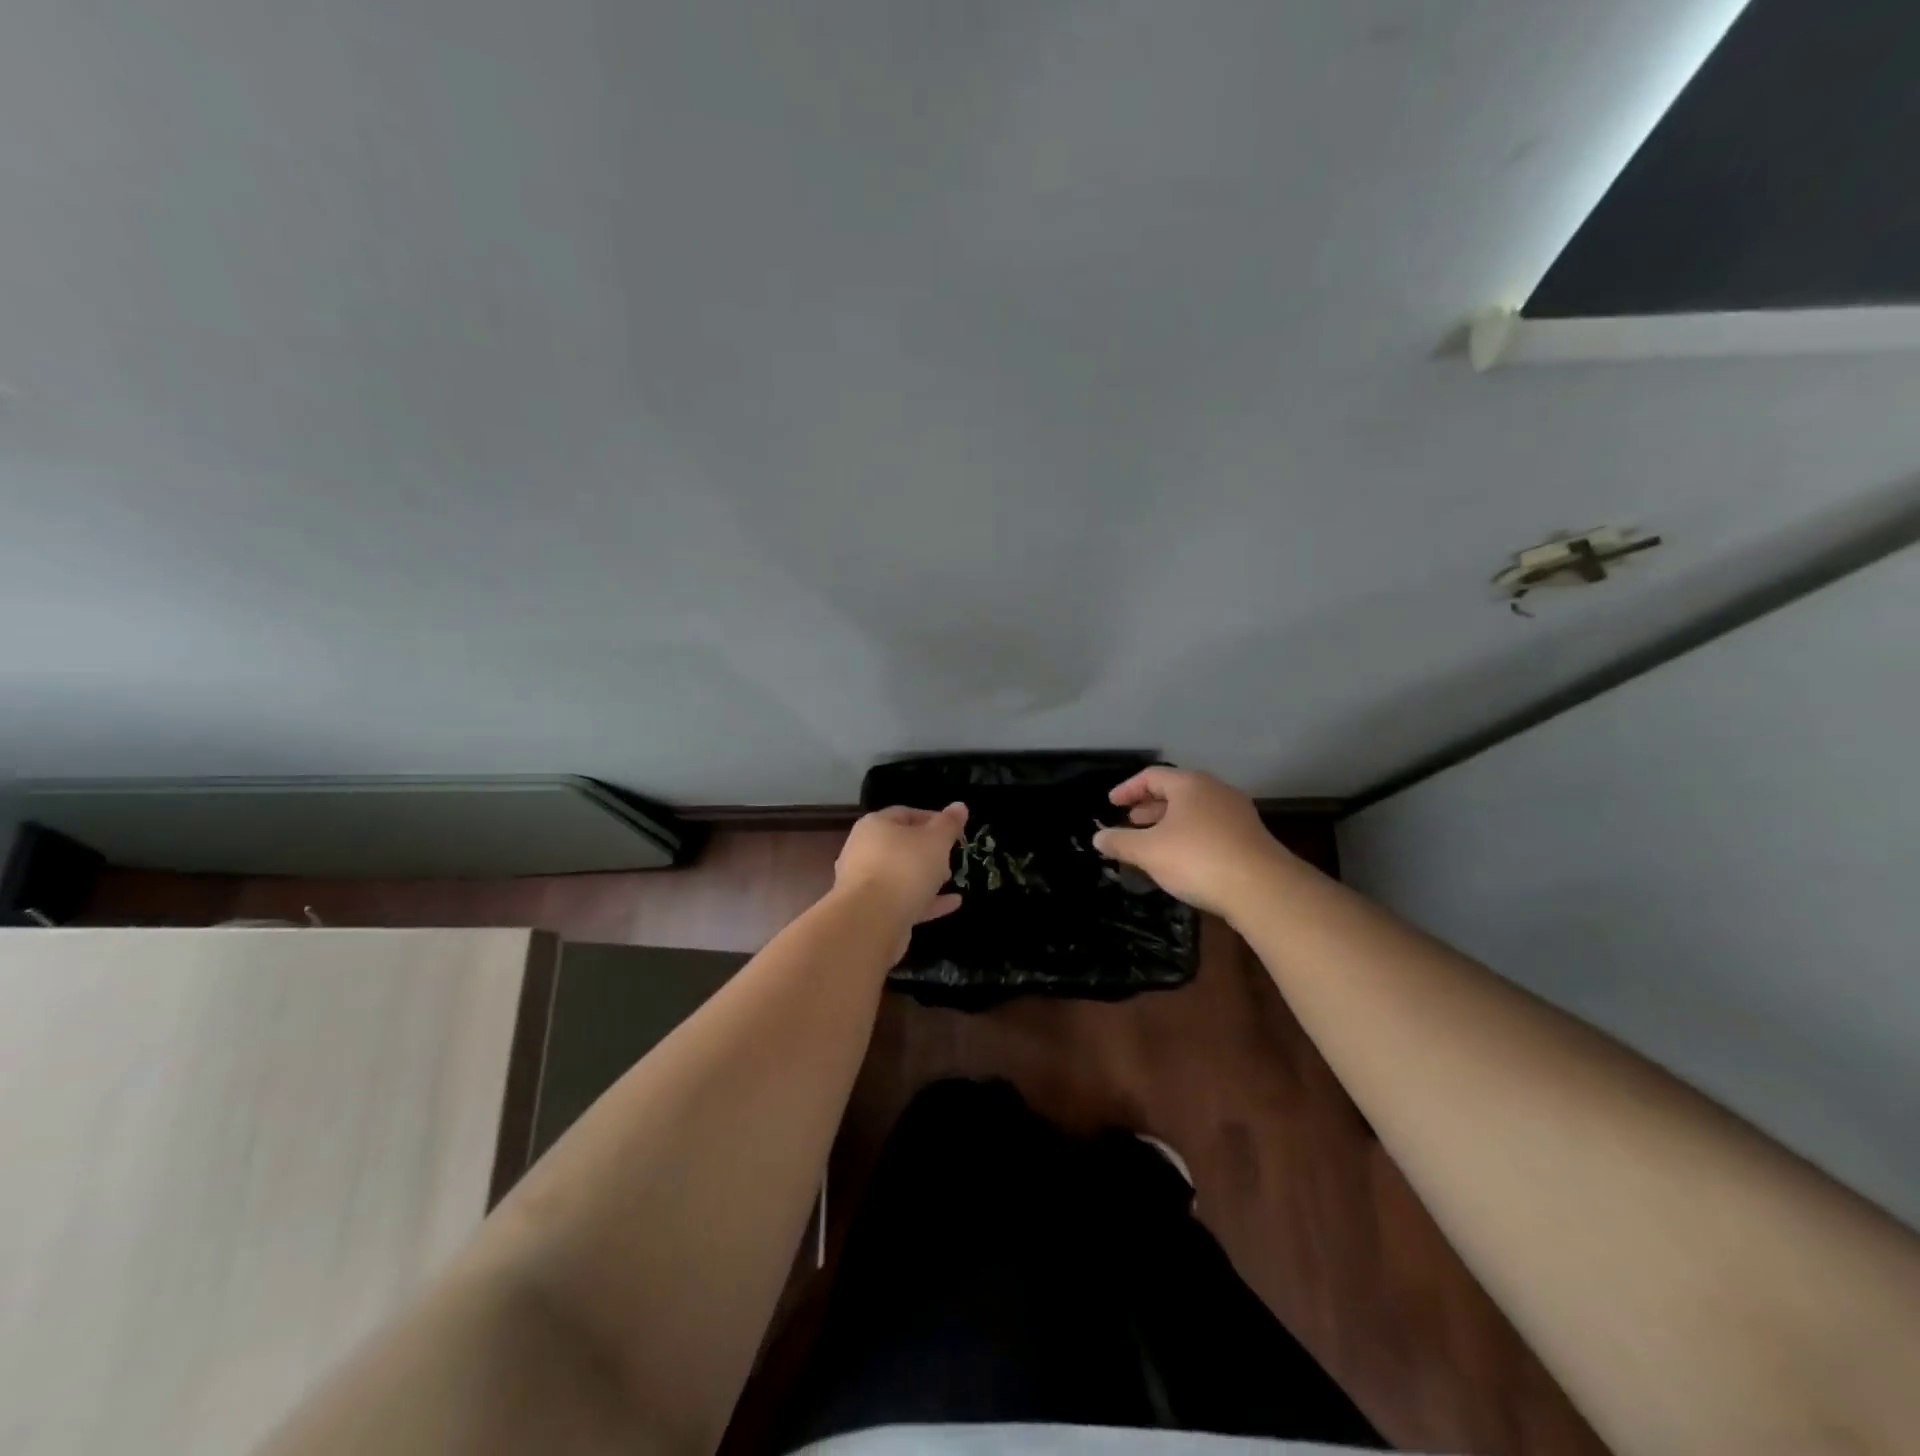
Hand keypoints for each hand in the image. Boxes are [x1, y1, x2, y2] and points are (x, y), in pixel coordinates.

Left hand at [833, 803, 968, 948]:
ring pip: (901, 874)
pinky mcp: (872, 910)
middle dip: (929, 851)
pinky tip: (953, 903)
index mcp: (875, 826)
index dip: (933, 819)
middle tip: (952, 856)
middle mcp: (864, 850)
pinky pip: (903, 900)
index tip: (955, 831)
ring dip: (926, 876)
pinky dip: (926, 900)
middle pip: (901, 845)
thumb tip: (960, 806)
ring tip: (951, 879)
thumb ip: (949, 824)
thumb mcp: (935, 841)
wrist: (871, 920)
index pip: (906, 814)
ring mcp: (865, 882)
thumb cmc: (905, 868)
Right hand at [1091, 767, 1289, 918]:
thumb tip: (1098, 838)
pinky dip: (1189, 834)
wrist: (1262, 889)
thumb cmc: (1197, 859)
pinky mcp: (1249, 837)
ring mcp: (1236, 813)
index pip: (1151, 776)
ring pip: (1194, 810)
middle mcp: (1215, 790)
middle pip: (1175, 790)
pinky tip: (1181, 857)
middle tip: (1130, 821)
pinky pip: (1210, 827)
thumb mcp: (1149, 851)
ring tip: (1152, 840)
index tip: (1111, 804)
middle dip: (1149, 805)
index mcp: (1189, 784)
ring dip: (1169, 822)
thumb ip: (1120, 842)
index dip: (1127, 789)